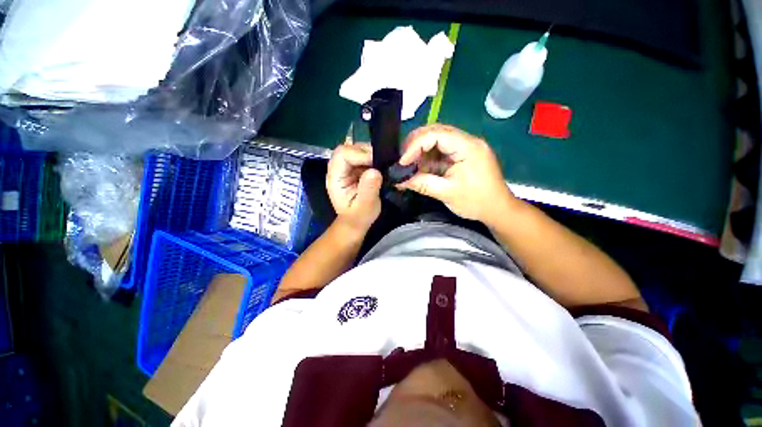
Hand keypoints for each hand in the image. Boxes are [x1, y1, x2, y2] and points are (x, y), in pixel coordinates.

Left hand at [326, 143, 382, 232]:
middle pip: (348, 149)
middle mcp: (338, 170)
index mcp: (335, 178)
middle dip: (365, 152)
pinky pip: (362, 157)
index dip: (359, 154)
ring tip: (382, 164)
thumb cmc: (359, 217)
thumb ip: (369, 190)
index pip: (342, 155)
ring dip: (370, 154)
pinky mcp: (354, 170)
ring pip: (356, 150)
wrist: (356, 222)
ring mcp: (346, 169)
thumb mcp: (366, 206)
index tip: (376, 162)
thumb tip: (375, 171)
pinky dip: (372, 158)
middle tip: (381, 161)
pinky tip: (380, 166)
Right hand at [397, 124, 518, 224]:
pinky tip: (419, 168)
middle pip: (435, 131)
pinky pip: (440, 151)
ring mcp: (464, 147)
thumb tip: (398, 180)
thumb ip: (422, 184)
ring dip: (420, 151)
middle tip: (402, 161)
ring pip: (436, 140)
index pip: (436, 134)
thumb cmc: (476, 202)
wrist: (498, 210)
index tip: (403, 162)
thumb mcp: (447, 193)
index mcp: (468, 147)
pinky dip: (427, 158)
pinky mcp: (461, 155)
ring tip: (408, 165)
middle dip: (415, 144)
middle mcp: (467, 141)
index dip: (415, 145)